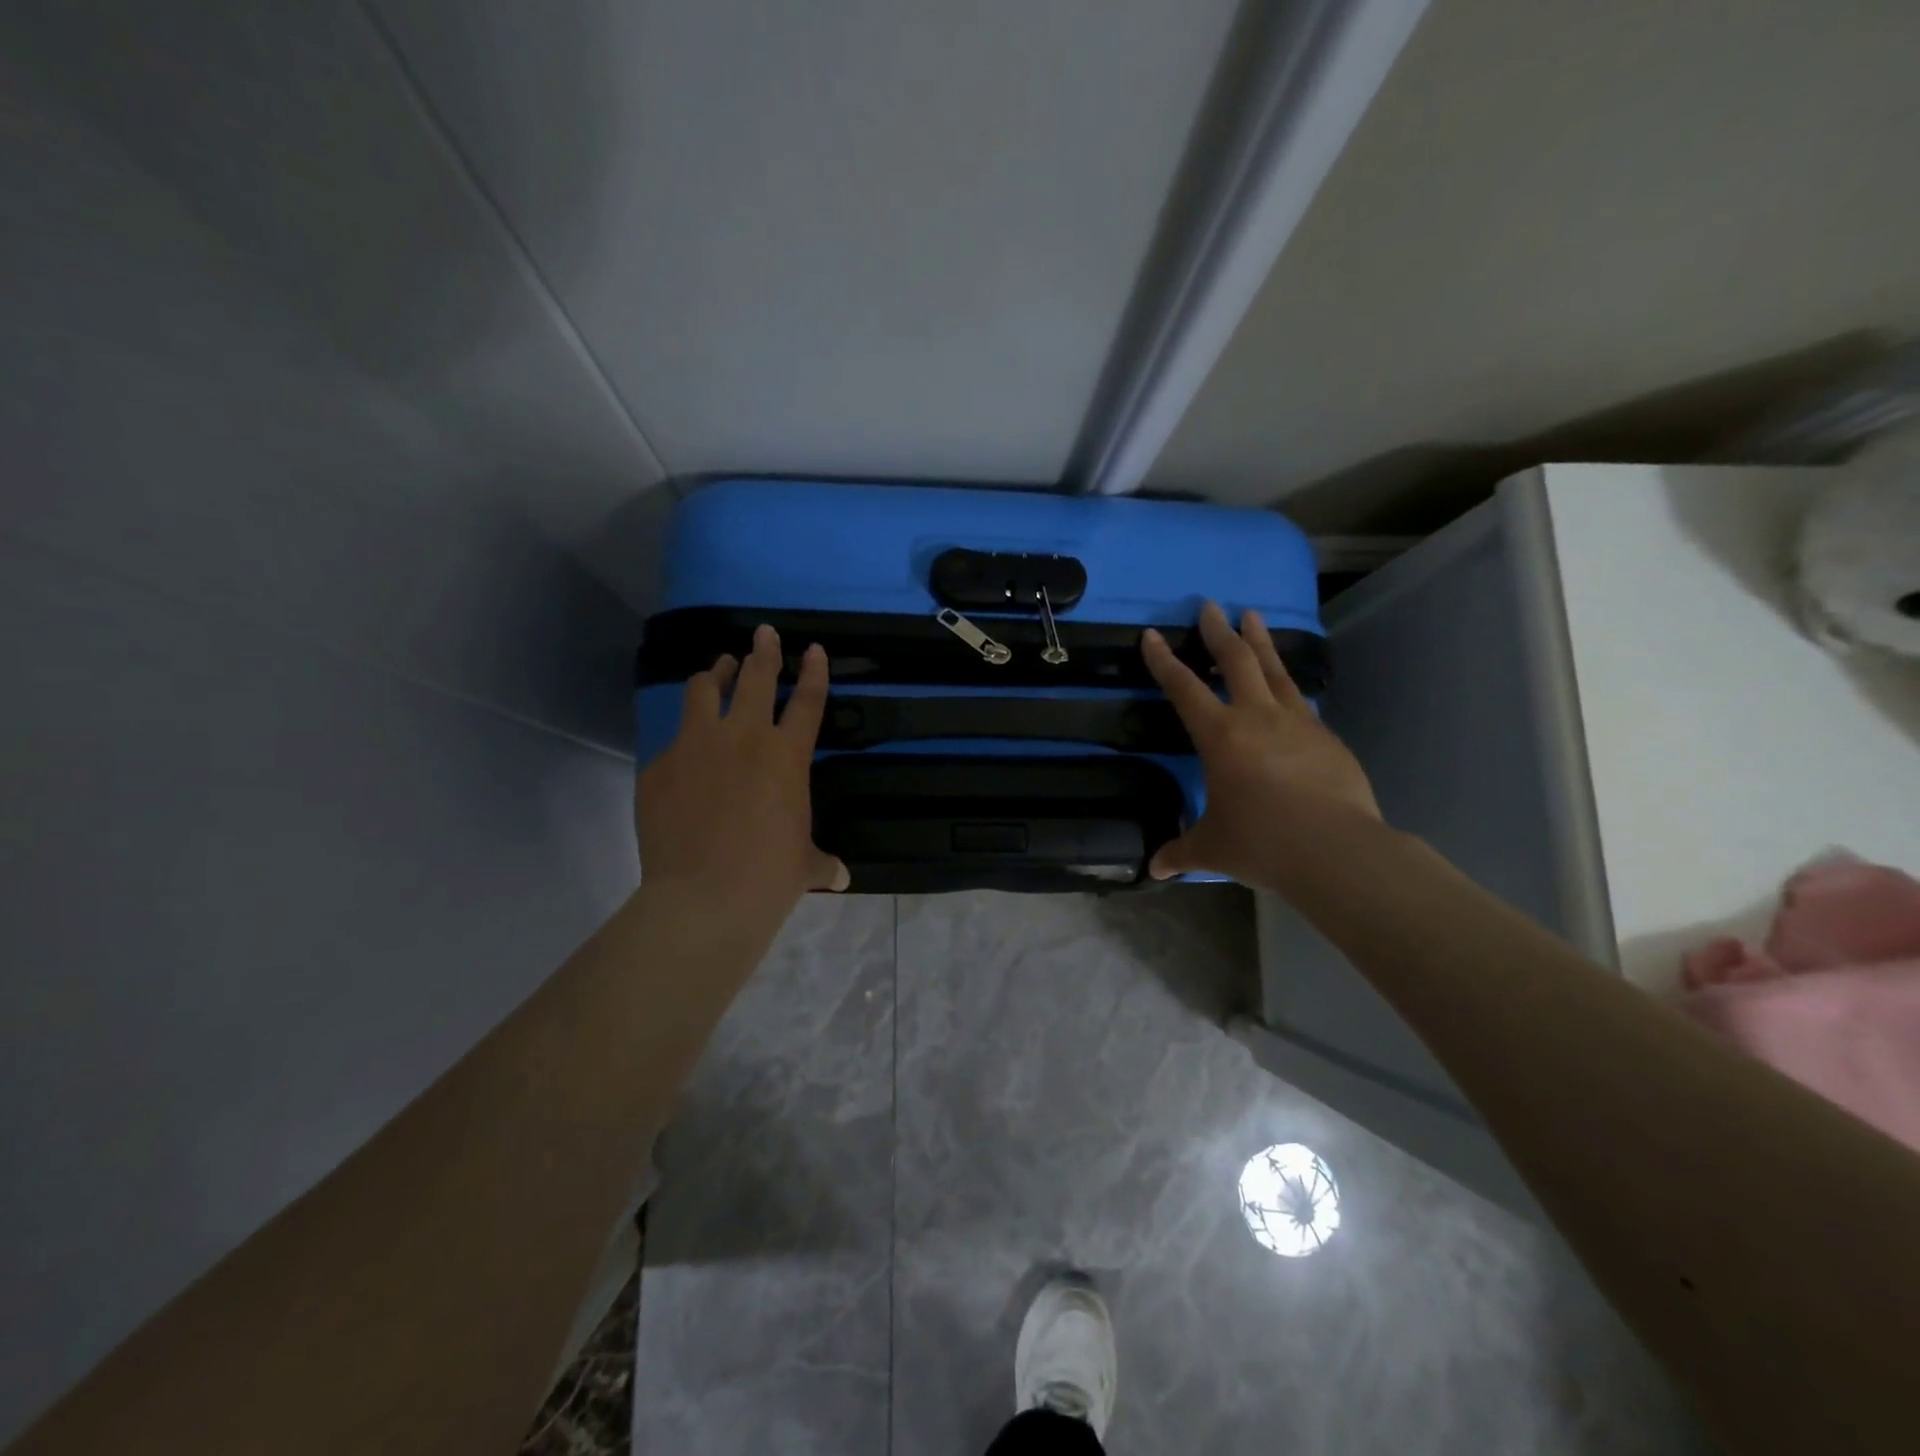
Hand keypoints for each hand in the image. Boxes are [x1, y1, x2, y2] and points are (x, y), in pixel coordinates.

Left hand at [636, 624, 848, 924]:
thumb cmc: (769, 878)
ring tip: (717, 668)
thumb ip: (822, 862)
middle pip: (755, 677)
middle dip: (762, 650)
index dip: (813, 671)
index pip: (806, 700)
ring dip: (714, 674)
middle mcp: (742, 738)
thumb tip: (840, 876)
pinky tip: (685, 754)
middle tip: (763, 633)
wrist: (703, 898)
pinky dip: (683, 739)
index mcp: (786, 756)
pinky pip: (672, 741)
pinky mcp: (659, 766)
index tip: (812, 648)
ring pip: (703, 690)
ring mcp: (695, 747)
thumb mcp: (804, 866)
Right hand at [1141, 601, 1379, 888]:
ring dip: (1260, 642)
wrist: (1336, 850)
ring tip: (1253, 617)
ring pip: (1276, 670)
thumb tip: (1154, 869)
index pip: (1183, 688)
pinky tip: (1288, 689)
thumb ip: (1180, 852)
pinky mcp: (1327, 738)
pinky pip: (1301, 703)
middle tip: (1210, 606)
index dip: (1163, 661)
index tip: (1152, 635)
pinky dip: (1288, 687)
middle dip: (1218, 631)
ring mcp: (1298, 723)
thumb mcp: (1212, 849)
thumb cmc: (1262, 843)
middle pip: (1236, 660)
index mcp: (1220, 737)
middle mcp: (1258, 717)